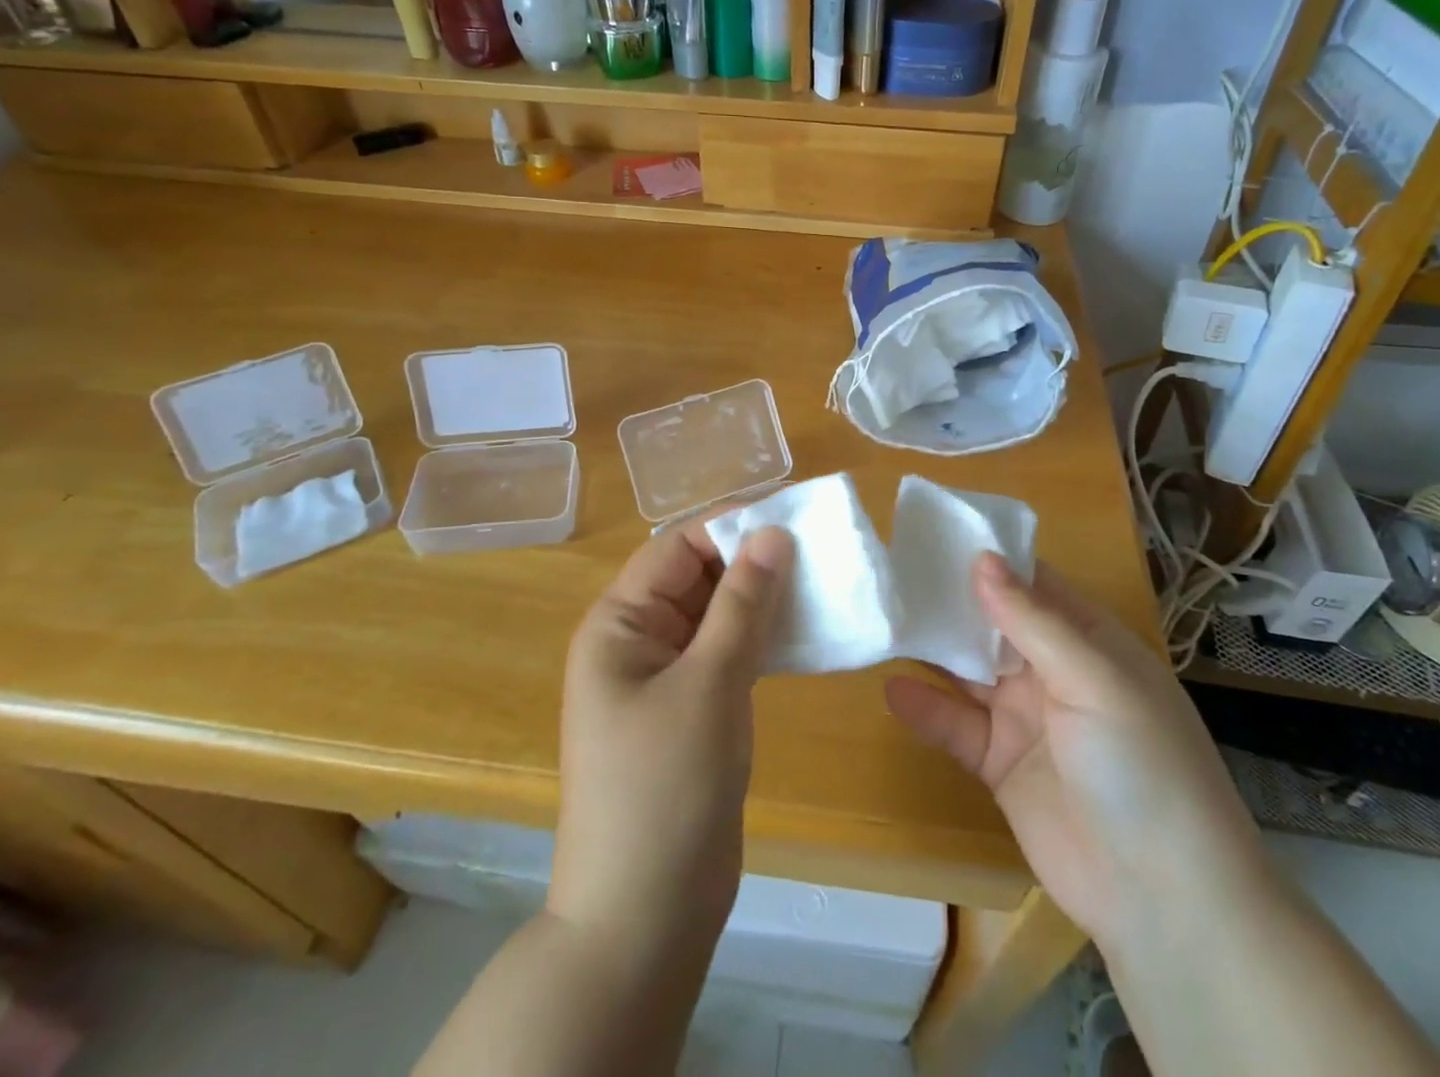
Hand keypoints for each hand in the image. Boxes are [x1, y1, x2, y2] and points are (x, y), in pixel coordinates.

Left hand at [549, 520, 794, 951]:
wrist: (644, 919)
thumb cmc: (666, 788)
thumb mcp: (709, 683)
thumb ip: (742, 603)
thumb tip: (772, 533)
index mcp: (619, 624)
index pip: (677, 549)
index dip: (731, 528)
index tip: (793, 519)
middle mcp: (636, 642)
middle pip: (696, 579)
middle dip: (751, 562)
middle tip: (819, 552)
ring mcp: (663, 680)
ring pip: (716, 617)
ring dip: (761, 601)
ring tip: (820, 584)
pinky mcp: (690, 712)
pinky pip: (725, 655)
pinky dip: (760, 640)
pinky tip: (802, 634)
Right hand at [885, 554, 1266, 952]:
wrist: (1164, 901)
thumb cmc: (1142, 766)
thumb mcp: (1094, 680)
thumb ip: (1032, 620)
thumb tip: (982, 557)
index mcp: (1087, 641)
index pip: (1031, 583)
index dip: (987, 559)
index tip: (933, 534)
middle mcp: (1053, 671)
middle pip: (991, 624)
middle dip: (948, 601)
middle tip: (891, 574)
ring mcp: (1025, 718)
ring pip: (968, 671)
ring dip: (931, 649)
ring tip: (882, 621)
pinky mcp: (1000, 764)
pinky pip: (956, 725)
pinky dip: (926, 707)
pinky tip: (892, 688)